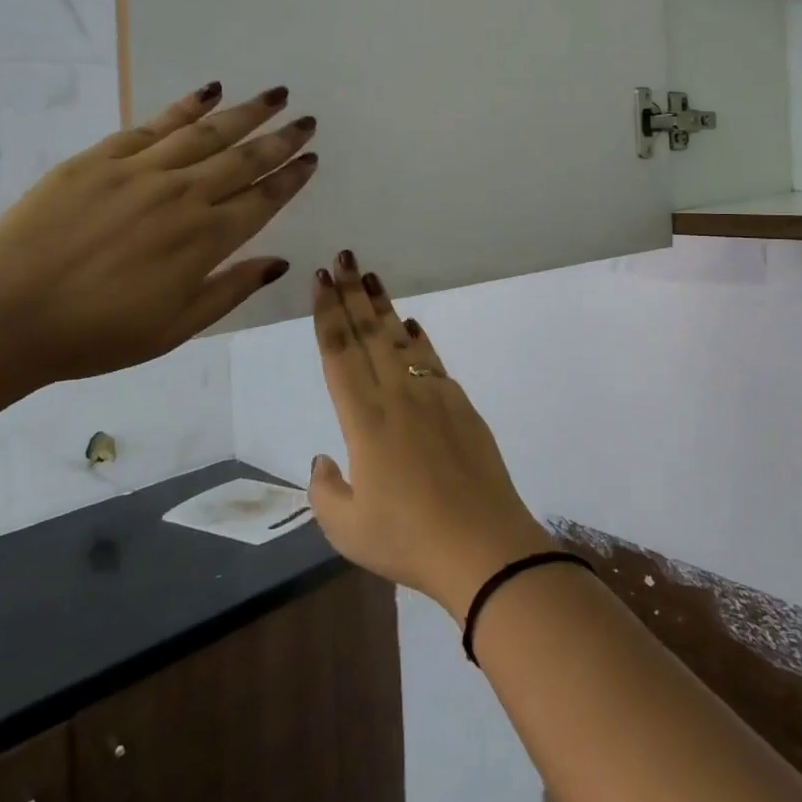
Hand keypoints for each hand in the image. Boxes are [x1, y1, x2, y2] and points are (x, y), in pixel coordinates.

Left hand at [0, 82, 317, 393]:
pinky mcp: (99, 160)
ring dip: (247, 112)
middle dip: (282, 138)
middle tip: (308, 119)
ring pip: (207, 133)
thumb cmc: (94, 335)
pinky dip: (186, 107)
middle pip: (245, 158)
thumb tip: (280, 261)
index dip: (292, 177)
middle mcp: (183, 196)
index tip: (312, 158)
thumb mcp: (176, 328)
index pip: (264, 198)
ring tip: (276, 95)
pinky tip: (209, 92)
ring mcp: (140, 173)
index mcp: (205, 240)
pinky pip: (154, 126)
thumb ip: (231, 289)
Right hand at [307, 256, 553, 618]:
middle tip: (342, 257)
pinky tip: (411, 326)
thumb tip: (325, 458)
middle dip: (352, 293)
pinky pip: (432, 360)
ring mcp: (434, 395)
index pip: (339, 353)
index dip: (327, 313)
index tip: (319, 280)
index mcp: (364, 420)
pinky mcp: (462, 404)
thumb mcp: (346, 528)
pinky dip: (418, 339)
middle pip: (369, 334)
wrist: (482, 544)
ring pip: (401, 339)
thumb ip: (326, 490)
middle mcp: (398, 396)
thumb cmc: (408, 540)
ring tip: (371, 276)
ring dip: (384, 306)